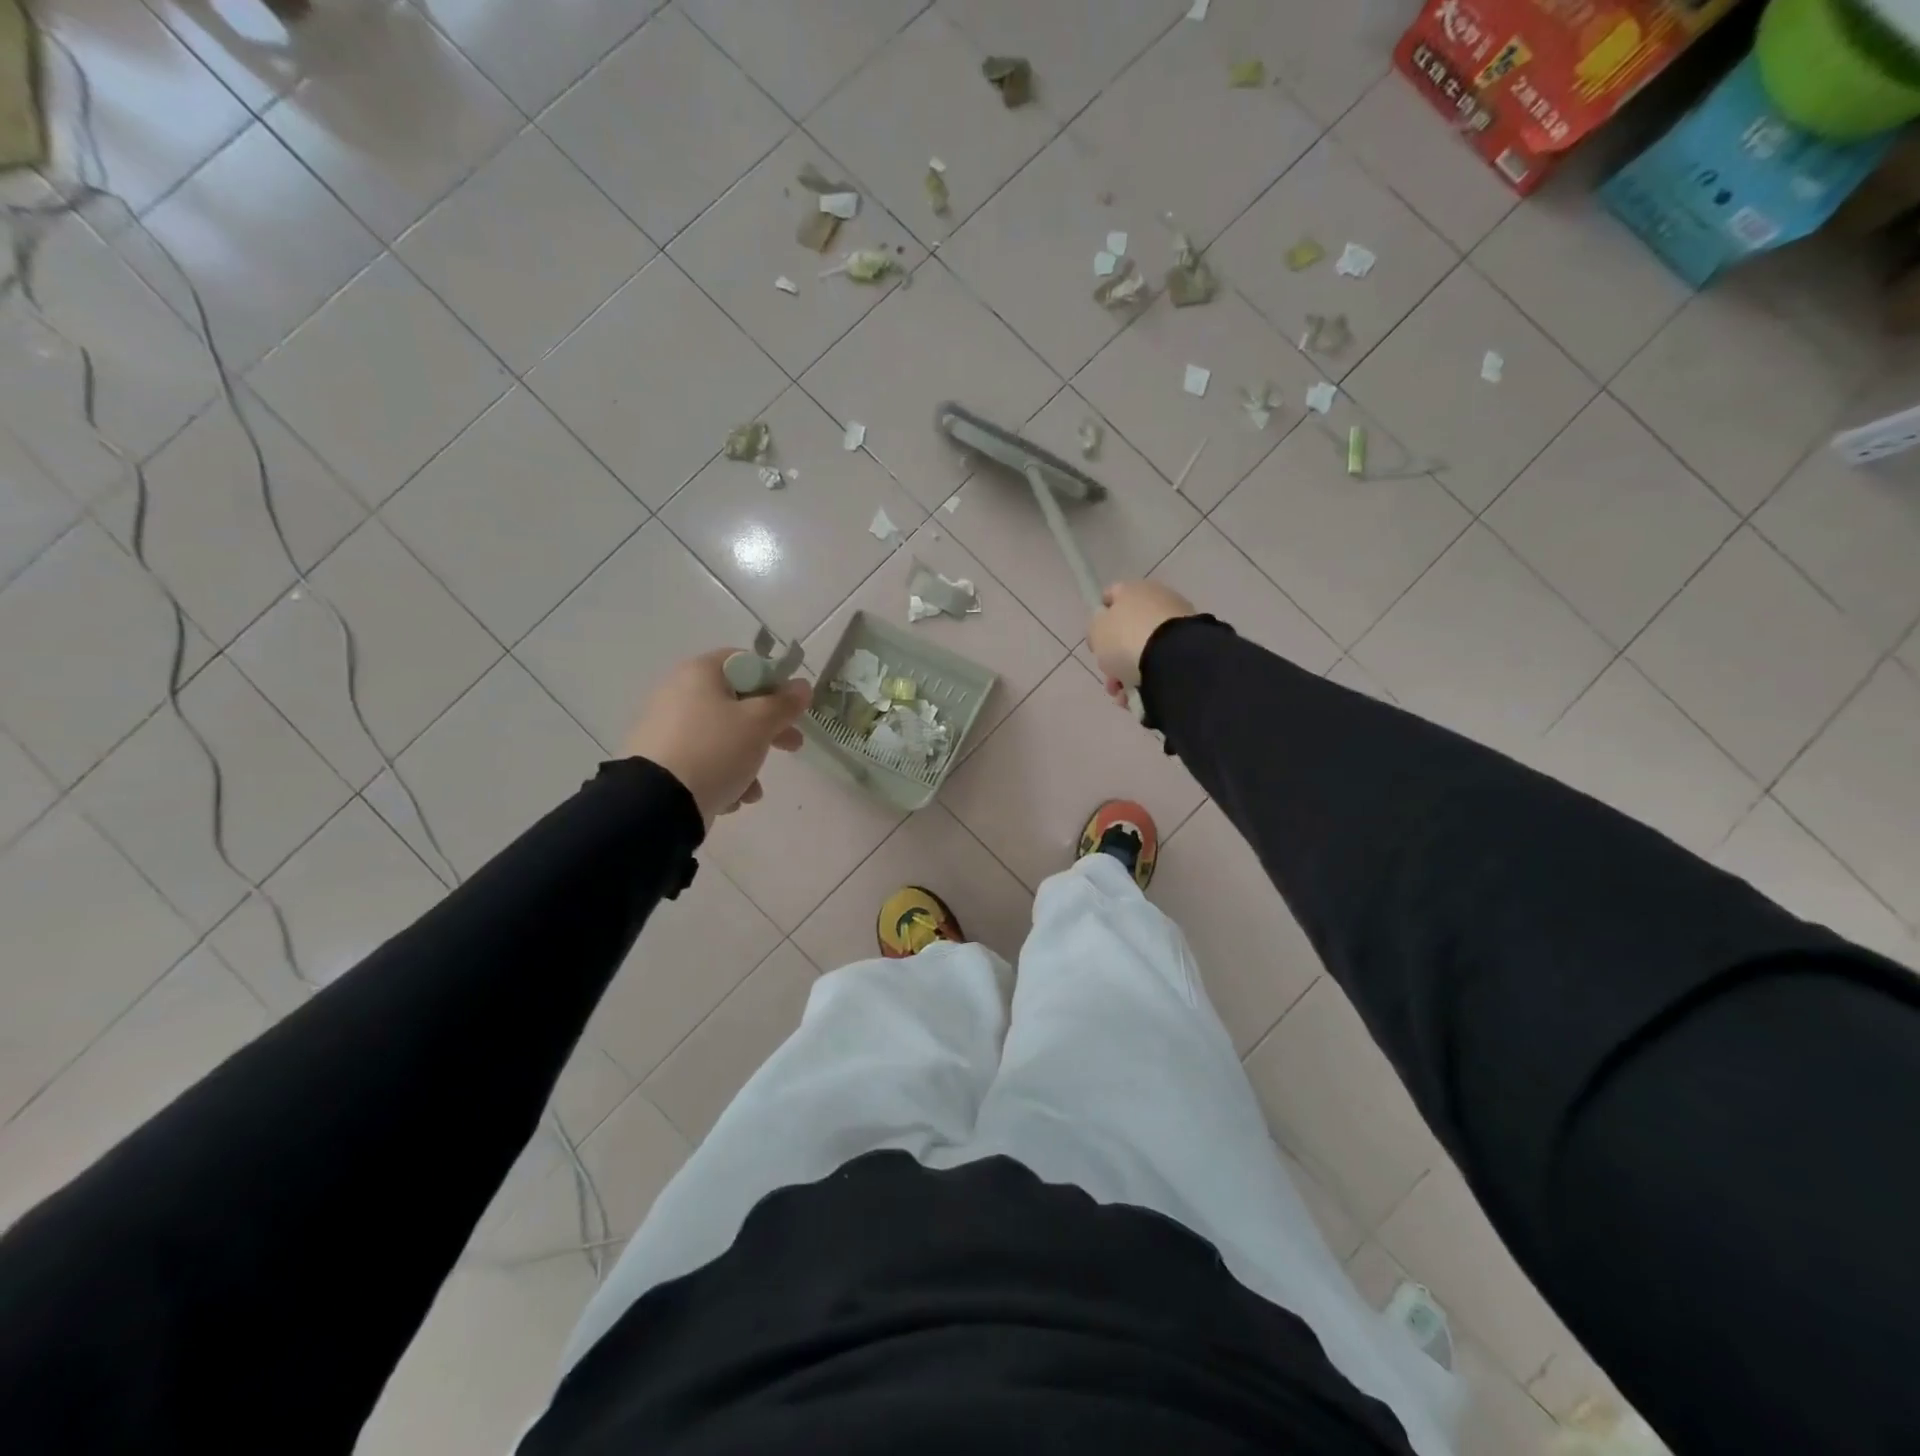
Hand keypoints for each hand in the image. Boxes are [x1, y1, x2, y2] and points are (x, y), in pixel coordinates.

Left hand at [623, 650, 811, 825]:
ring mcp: (667, 728)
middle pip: (737, 703)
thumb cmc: (715, 749)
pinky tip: (732, 799)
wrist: (657, 803)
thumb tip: (802, 686)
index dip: (774, 682)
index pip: (745, 663)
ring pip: (723, 737)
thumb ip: (785, 703)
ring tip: (754, 790)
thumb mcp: (759, 723)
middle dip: (768, 728)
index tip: (791, 708)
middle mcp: (679, 693)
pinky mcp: (662, 761)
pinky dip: (723, 776)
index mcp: (699, 673)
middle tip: (792, 745)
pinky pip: (703, 760)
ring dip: (747, 760)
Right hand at [1089, 580, 1194, 707]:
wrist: (1174, 657)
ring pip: (1145, 650)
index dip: (1100, 618)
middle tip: (1110, 679)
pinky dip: (1151, 678)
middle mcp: (1158, 599)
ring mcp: (1178, 622)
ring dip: (1131, 672)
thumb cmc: (1127, 638)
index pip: (1111, 596)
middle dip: (1115, 656)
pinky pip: (1163, 663)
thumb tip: (1104, 629)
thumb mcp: (1097, 631)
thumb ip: (1096, 627)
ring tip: (1124, 696)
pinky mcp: (1192, 645)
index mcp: (1133, 589)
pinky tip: (1141, 696)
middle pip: (1128, 629)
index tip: (1095, 642)